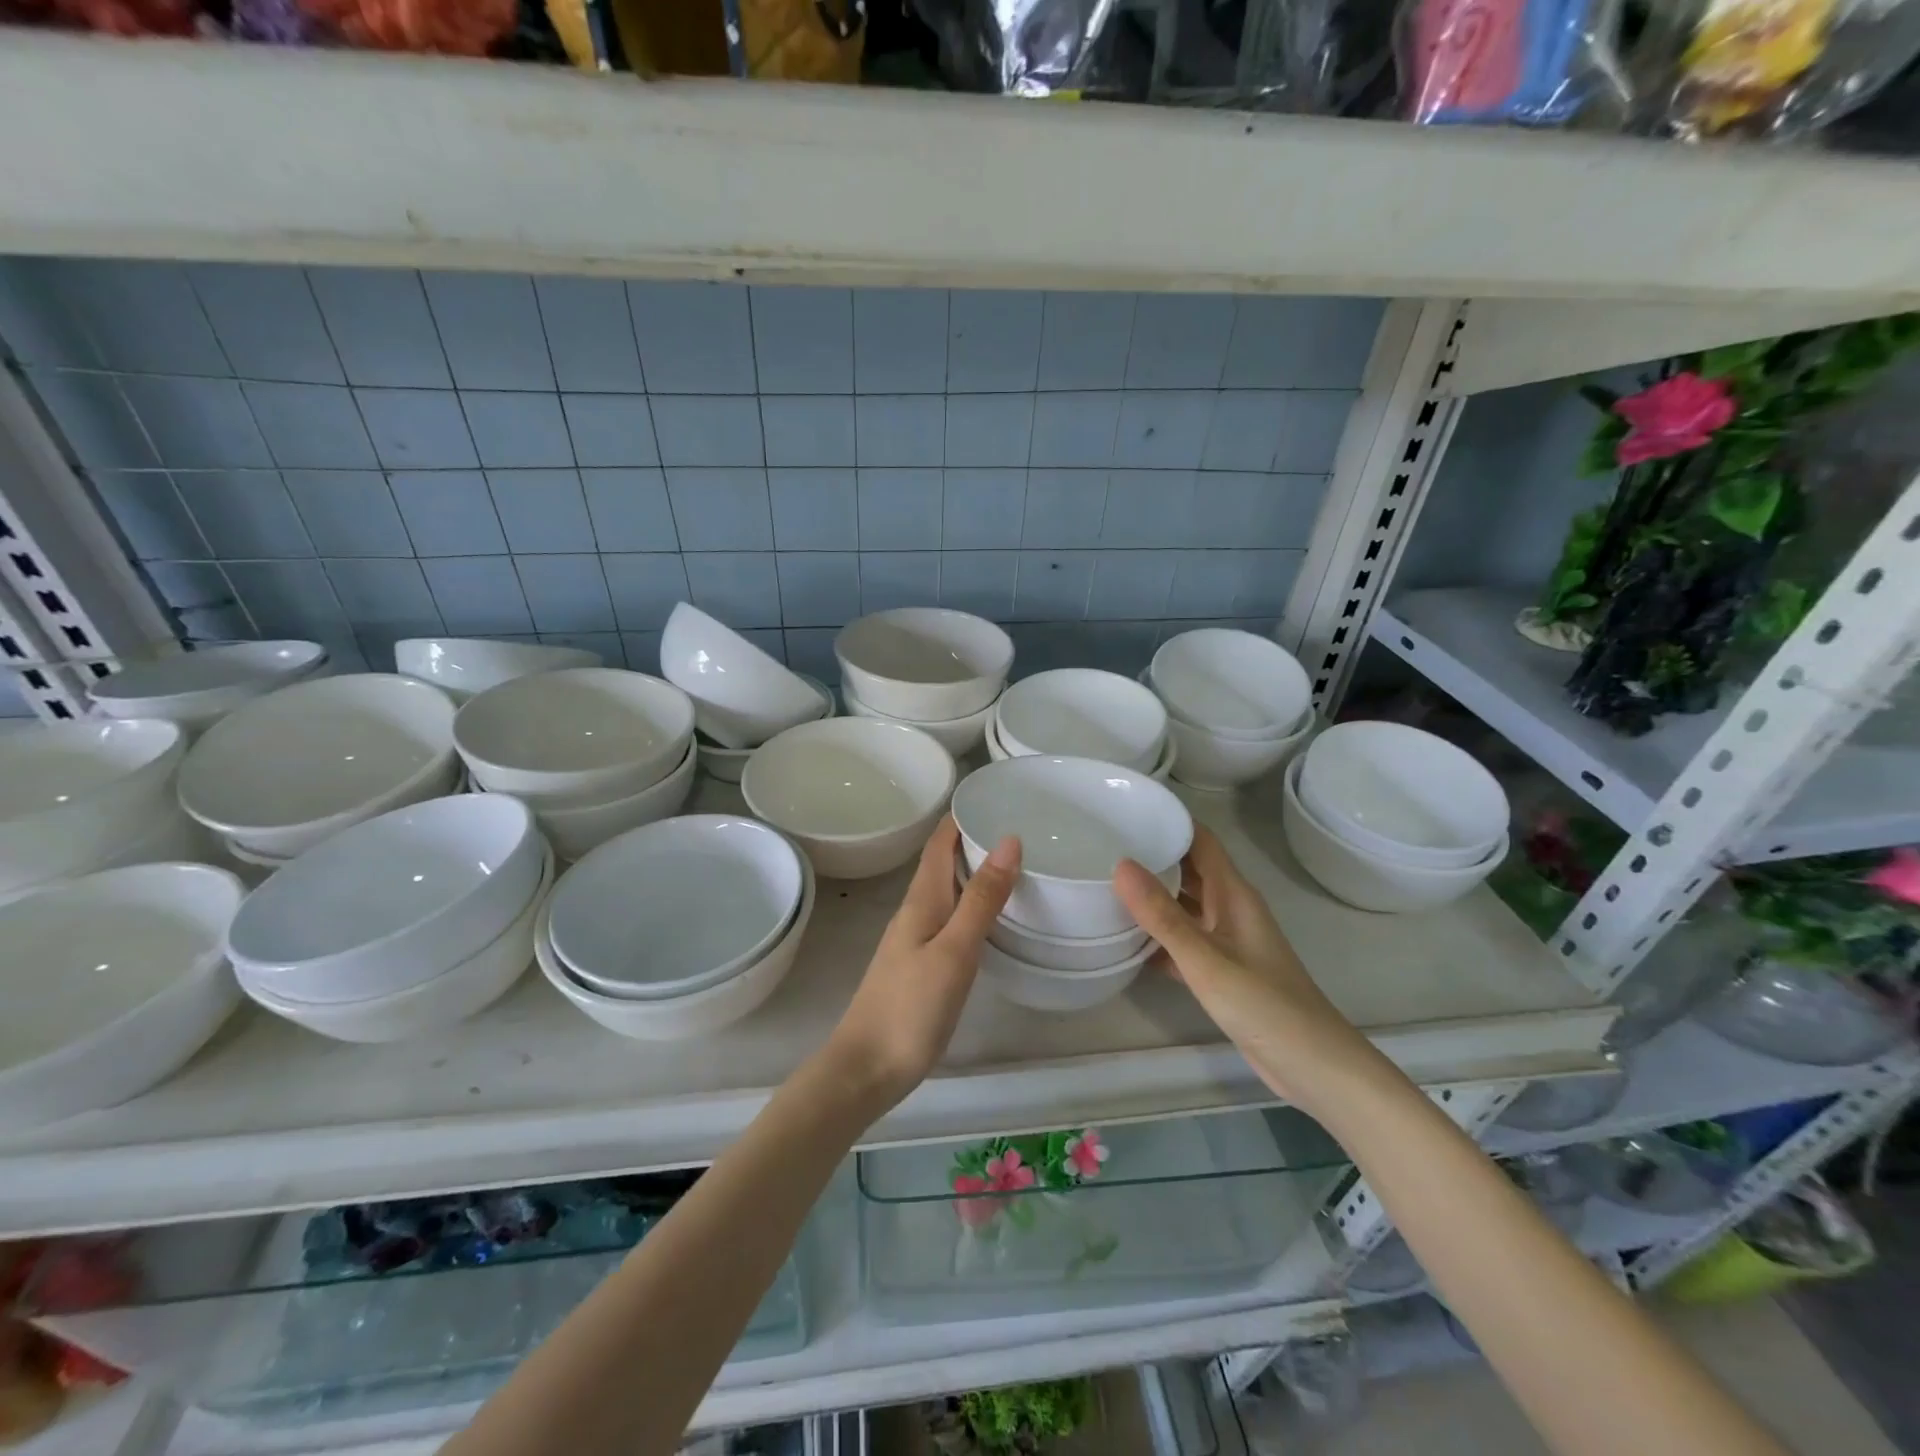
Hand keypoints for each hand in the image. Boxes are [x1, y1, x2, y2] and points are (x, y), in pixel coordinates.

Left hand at [826, 818, 1019, 1109]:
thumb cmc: (911, 1007)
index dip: (961, 816)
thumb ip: (981, 898)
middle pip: (942, 862)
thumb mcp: (955, 950)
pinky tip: (990, 916)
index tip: (996, 796)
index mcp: (922, 899)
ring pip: (946, 890)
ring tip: (1014, 863)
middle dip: (973, 839)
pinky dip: (970, 903)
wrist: (866, 1068)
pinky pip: (948, 917)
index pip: (939, 842)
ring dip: (973, 871)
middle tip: (1019, 826)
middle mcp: (915, 911)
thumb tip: (1008, 839)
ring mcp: (915, 939)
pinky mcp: (919, 964)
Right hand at [1112, 826, 1375, 1108]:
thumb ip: (1162, 915)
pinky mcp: (1222, 970)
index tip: (1127, 810)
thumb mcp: (1206, 959)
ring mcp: (1226, 940)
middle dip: (1152, 855)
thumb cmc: (1264, 1004)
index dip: (1169, 821)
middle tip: (1102, 845)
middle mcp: (1229, 909)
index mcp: (1233, 894)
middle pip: (1189, 869)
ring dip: (1152, 897)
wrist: (1313, 1067)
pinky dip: (1157, 937)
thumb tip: (1121, 865)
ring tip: (1104, 885)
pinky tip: (1125, 941)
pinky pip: (1183, 941)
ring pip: (1183, 905)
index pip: (1200, 841)